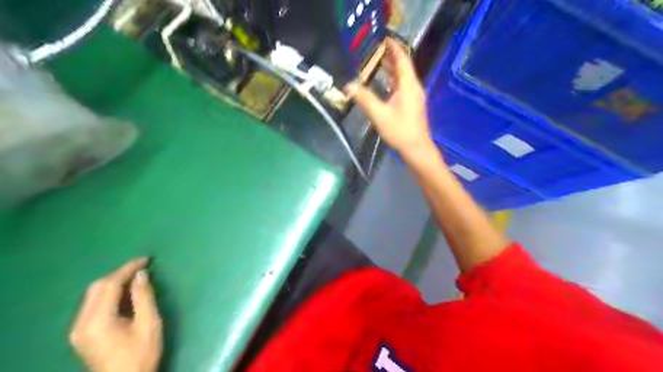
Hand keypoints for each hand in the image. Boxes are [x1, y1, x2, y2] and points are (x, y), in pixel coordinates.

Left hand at [69, 258, 162, 371]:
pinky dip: (108, 294)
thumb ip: (144, 297)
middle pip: (97, 287)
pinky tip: (124, 294)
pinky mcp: (81, 334)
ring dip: (114, 282)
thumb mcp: (149, 324)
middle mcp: (81, 323)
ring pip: (92, 295)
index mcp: (98, 320)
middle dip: (119, 274)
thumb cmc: (141, 354)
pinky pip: (92, 305)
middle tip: (142, 268)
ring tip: (136, 278)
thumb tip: (141, 274)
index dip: (128, 268)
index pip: (109, 284)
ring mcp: (78, 329)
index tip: (146, 259)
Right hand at [345, 39, 432, 155]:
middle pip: (404, 67)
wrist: (417, 148)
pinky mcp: (413, 104)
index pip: (402, 60)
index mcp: (408, 85)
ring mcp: (415, 96)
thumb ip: (364, 99)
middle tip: (376, 49)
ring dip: (392, 69)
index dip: (394, 48)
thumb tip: (349, 86)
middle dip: (391, 57)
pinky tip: (385, 83)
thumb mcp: (379, 115)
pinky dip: (394, 80)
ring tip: (378, 62)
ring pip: (403, 77)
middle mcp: (414, 87)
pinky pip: (403, 86)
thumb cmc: (400, 131)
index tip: (385, 38)